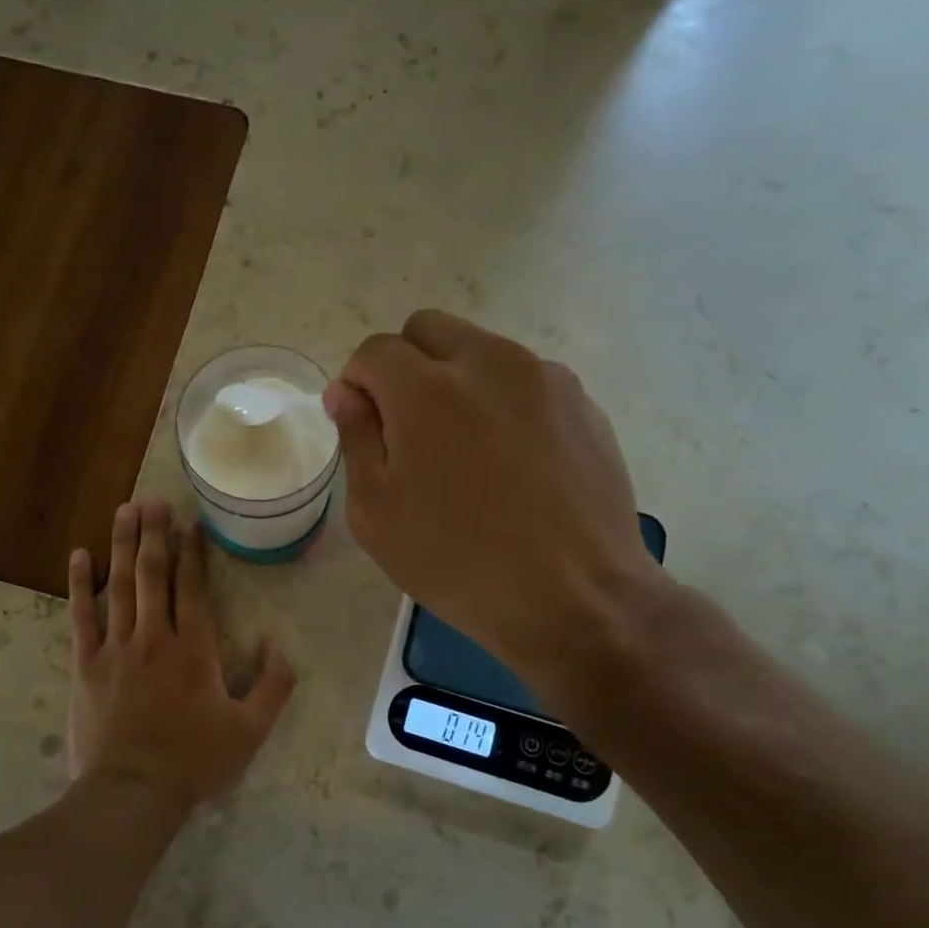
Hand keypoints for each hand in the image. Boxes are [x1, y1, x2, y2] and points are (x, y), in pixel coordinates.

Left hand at [65, 498, 296, 810]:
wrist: (132, 792)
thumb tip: (279, 645)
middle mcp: (154, 637)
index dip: (192, 552)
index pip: (192, 587)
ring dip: (122, 545)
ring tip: (125, 510)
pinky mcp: (85, 664)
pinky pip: (81, 616)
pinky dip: (80, 584)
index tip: (189, 522)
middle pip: (153, 574)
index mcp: (194, 649)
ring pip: (119, 585)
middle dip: (154, 533)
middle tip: (152, 499)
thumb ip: (273, 686)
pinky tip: (80, 555)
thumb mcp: (251, 731)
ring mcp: (116, 648)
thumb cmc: (195, 762)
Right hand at [324, 310, 665, 690]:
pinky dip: (501, 402)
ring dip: (455, 380)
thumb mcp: (376, 512)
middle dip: (404, 365)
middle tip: (408, 429)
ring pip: (479, 350)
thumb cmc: (458, 561)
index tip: (362, 426)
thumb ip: (355, 437)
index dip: (357, 383)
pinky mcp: (582, 402)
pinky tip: (511, 463)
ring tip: (465, 451)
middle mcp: (488, 363)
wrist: (576, 598)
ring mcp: (543, 378)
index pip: (374, 350)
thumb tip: (346, 393)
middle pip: (427, 329)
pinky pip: (524, 380)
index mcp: (426, 389)